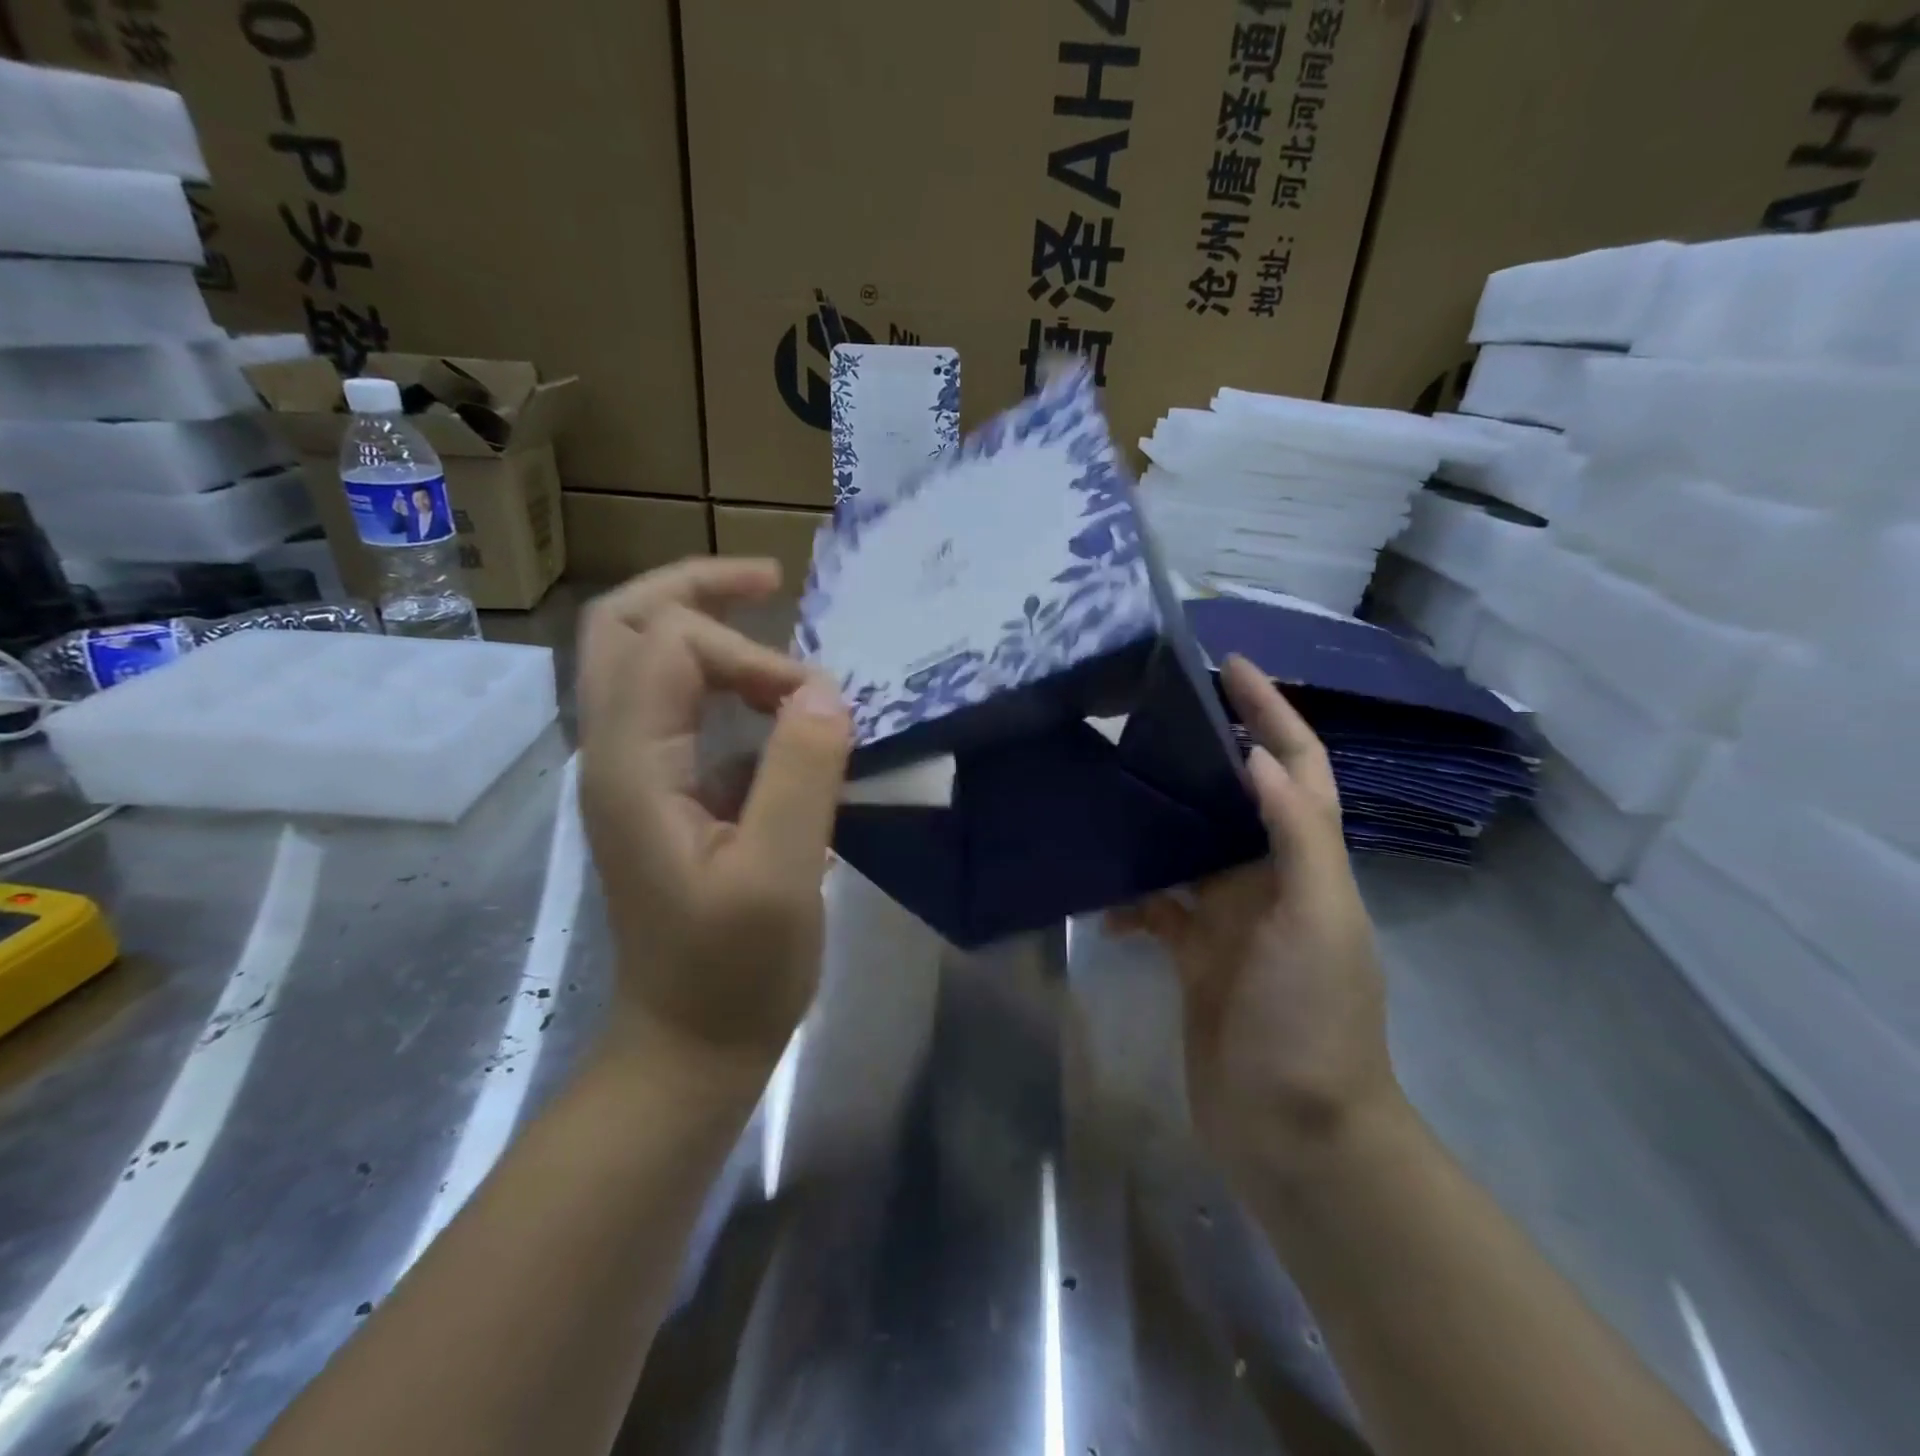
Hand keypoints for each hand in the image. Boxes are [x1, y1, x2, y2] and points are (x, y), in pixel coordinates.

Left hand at [575, 558, 851, 1070]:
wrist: (688, 1045)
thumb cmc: (734, 972)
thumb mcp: (781, 877)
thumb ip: (801, 774)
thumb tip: (824, 689)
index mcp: (631, 766)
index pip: (670, 645)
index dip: (753, 656)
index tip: (817, 707)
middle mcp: (614, 753)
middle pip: (622, 626)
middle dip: (696, 588)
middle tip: (772, 581)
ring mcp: (632, 772)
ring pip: (641, 659)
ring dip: (706, 628)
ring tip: (776, 626)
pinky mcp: (661, 792)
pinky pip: (676, 704)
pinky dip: (721, 679)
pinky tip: (775, 702)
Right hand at [1110, 656, 1401, 1186]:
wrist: (1294, 1133)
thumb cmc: (1312, 1021)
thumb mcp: (1317, 922)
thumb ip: (1297, 838)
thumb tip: (1259, 757)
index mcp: (1308, 862)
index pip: (1297, 765)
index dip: (1270, 711)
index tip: (1229, 664)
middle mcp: (1271, 879)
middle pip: (1237, 795)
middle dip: (1206, 748)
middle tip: (1151, 711)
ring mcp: (1230, 919)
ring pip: (1189, 846)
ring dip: (1159, 818)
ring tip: (1111, 785)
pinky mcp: (1195, 955)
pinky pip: (1156, 908)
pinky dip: (1129, 898)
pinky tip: (1097, 900)